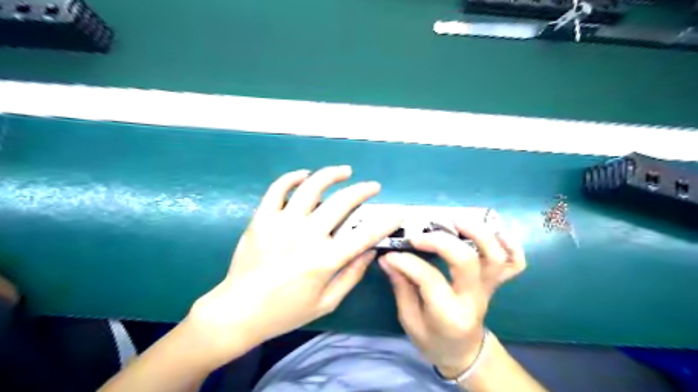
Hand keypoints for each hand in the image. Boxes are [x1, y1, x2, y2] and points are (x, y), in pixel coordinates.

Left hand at [189, 167, 400, 364]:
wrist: (238, 310)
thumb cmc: (285, 311)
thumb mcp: (326, 302)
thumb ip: (351, 276)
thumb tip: (370, 252)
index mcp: (325, 260)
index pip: (365, 235)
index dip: (385, 222)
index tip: (397, 212)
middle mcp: (307, 236)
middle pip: (342, 203)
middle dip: (363, 191)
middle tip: (372, 186)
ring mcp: (282, 223)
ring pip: (312, 187)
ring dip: (332, 175)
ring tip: (344, 171)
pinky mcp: (262, 218)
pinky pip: (278, 189)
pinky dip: (292, 177)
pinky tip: (304, 175)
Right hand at [381, 218, 523, 378]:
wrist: (464, 352)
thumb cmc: (433, 339)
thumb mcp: (409, 320)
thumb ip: (401, 287)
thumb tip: (388, 258)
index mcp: (449, 314)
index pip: (429, 279)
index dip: (407, 262)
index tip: (390, 254)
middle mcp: (473, 299)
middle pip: (466, 261)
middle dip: (440, 241)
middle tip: (418, 235)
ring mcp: (489, 289)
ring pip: (494, 257)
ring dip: (477, 233)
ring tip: (454, 219)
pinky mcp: (496, 283)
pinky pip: (515, 263)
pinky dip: (511, 244)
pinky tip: (494, 231)